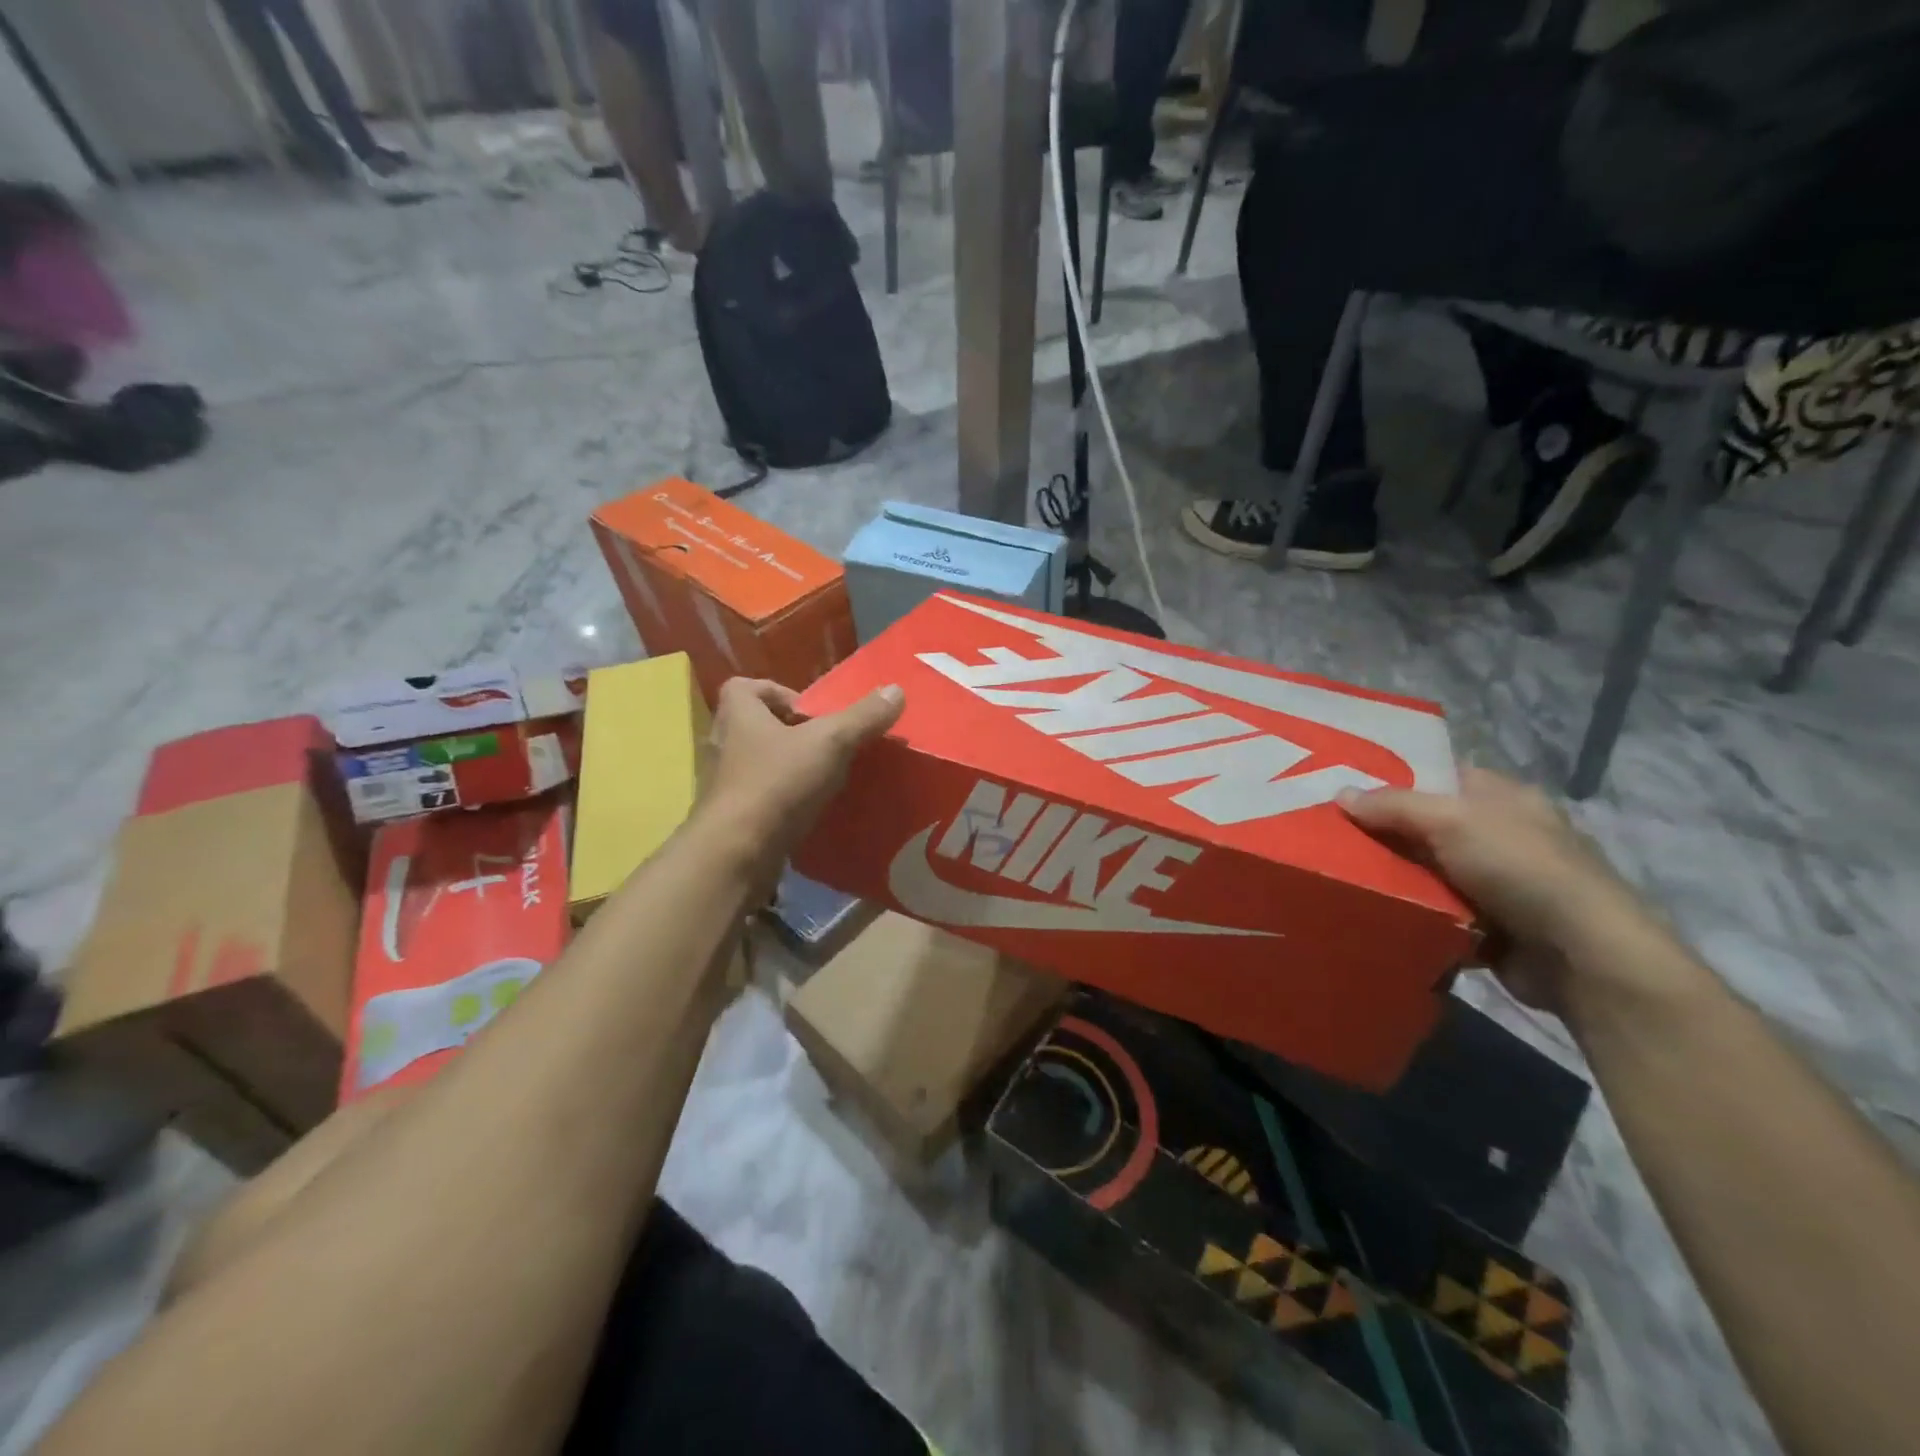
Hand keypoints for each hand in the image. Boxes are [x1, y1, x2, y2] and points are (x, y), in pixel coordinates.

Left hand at [701, 677, 903, 876]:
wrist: (738, 853)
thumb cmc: (778, 783)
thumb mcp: (830, 743)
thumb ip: (863, 717)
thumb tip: (896, 690)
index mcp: (738, 714)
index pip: (746, 686)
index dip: (779, 692)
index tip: (811, 713)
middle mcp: (724, 744)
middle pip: (756, 725)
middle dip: (791, 731)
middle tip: (826, 744)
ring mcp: (725, 783)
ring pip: (759, 762)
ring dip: (788, 766)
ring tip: (824, 777)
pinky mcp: (733, 816)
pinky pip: (761, 796)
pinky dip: (783, 798)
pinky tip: (812, 808)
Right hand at [1340, 767, 1657, 1012]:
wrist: (1580, 955)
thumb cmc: (1519, 868)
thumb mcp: (1450, 821)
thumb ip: (1393, 805)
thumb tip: (1341, 794)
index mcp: (1503, 797)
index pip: (1441, 776)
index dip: (1396, 779)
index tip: (1348, 789)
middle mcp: (1503, 835)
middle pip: (1428, 826)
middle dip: (1386, 833)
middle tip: (1333, 835)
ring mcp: (1499, 883)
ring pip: (1429, 872)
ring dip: (1397, 878)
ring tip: (1343, 875)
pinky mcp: (1493, 925)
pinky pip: (1439, 912)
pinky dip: (1415, 914)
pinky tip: (1378, 912)